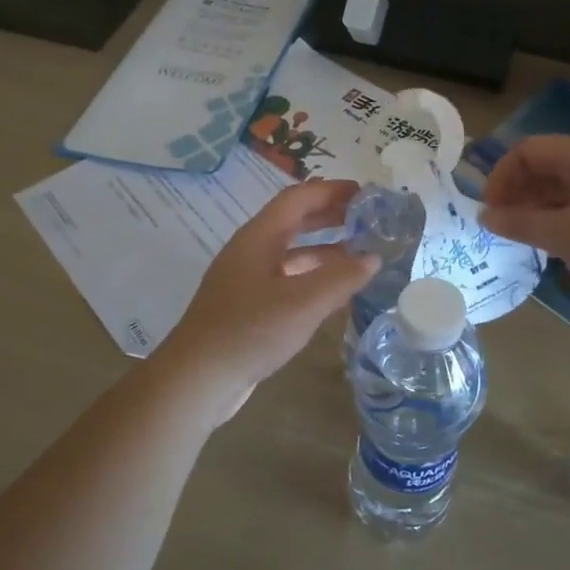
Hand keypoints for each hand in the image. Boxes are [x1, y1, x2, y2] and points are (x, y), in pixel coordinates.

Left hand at [148, 180, 377, 426]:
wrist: (197, 379)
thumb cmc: (249, 331)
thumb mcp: (303, 303)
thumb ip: (341, 278)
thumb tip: (372, 257)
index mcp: (259, 237)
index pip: (298, 198)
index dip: (331, 190)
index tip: (365, 193)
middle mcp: (251, 250)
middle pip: (294, 221)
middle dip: (330, 216)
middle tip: (367, 219)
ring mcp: (247, 279)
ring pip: (291, 252)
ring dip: (325, 248)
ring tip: (360, 255)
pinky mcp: (248, 305)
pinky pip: (287, 278)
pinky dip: (313, 276)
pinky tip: (335, 292)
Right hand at [480, 135, 569, 308]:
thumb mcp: (561, 235)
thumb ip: (519, 223)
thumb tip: (485, 215)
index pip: (527, 150)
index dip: (500, 177)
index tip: (489, 211)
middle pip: (550, 165)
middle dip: (521, 193)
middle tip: (506, 227)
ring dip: (544, 208)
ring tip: (532, 239)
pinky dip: (569, 218)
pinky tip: (568, 247)